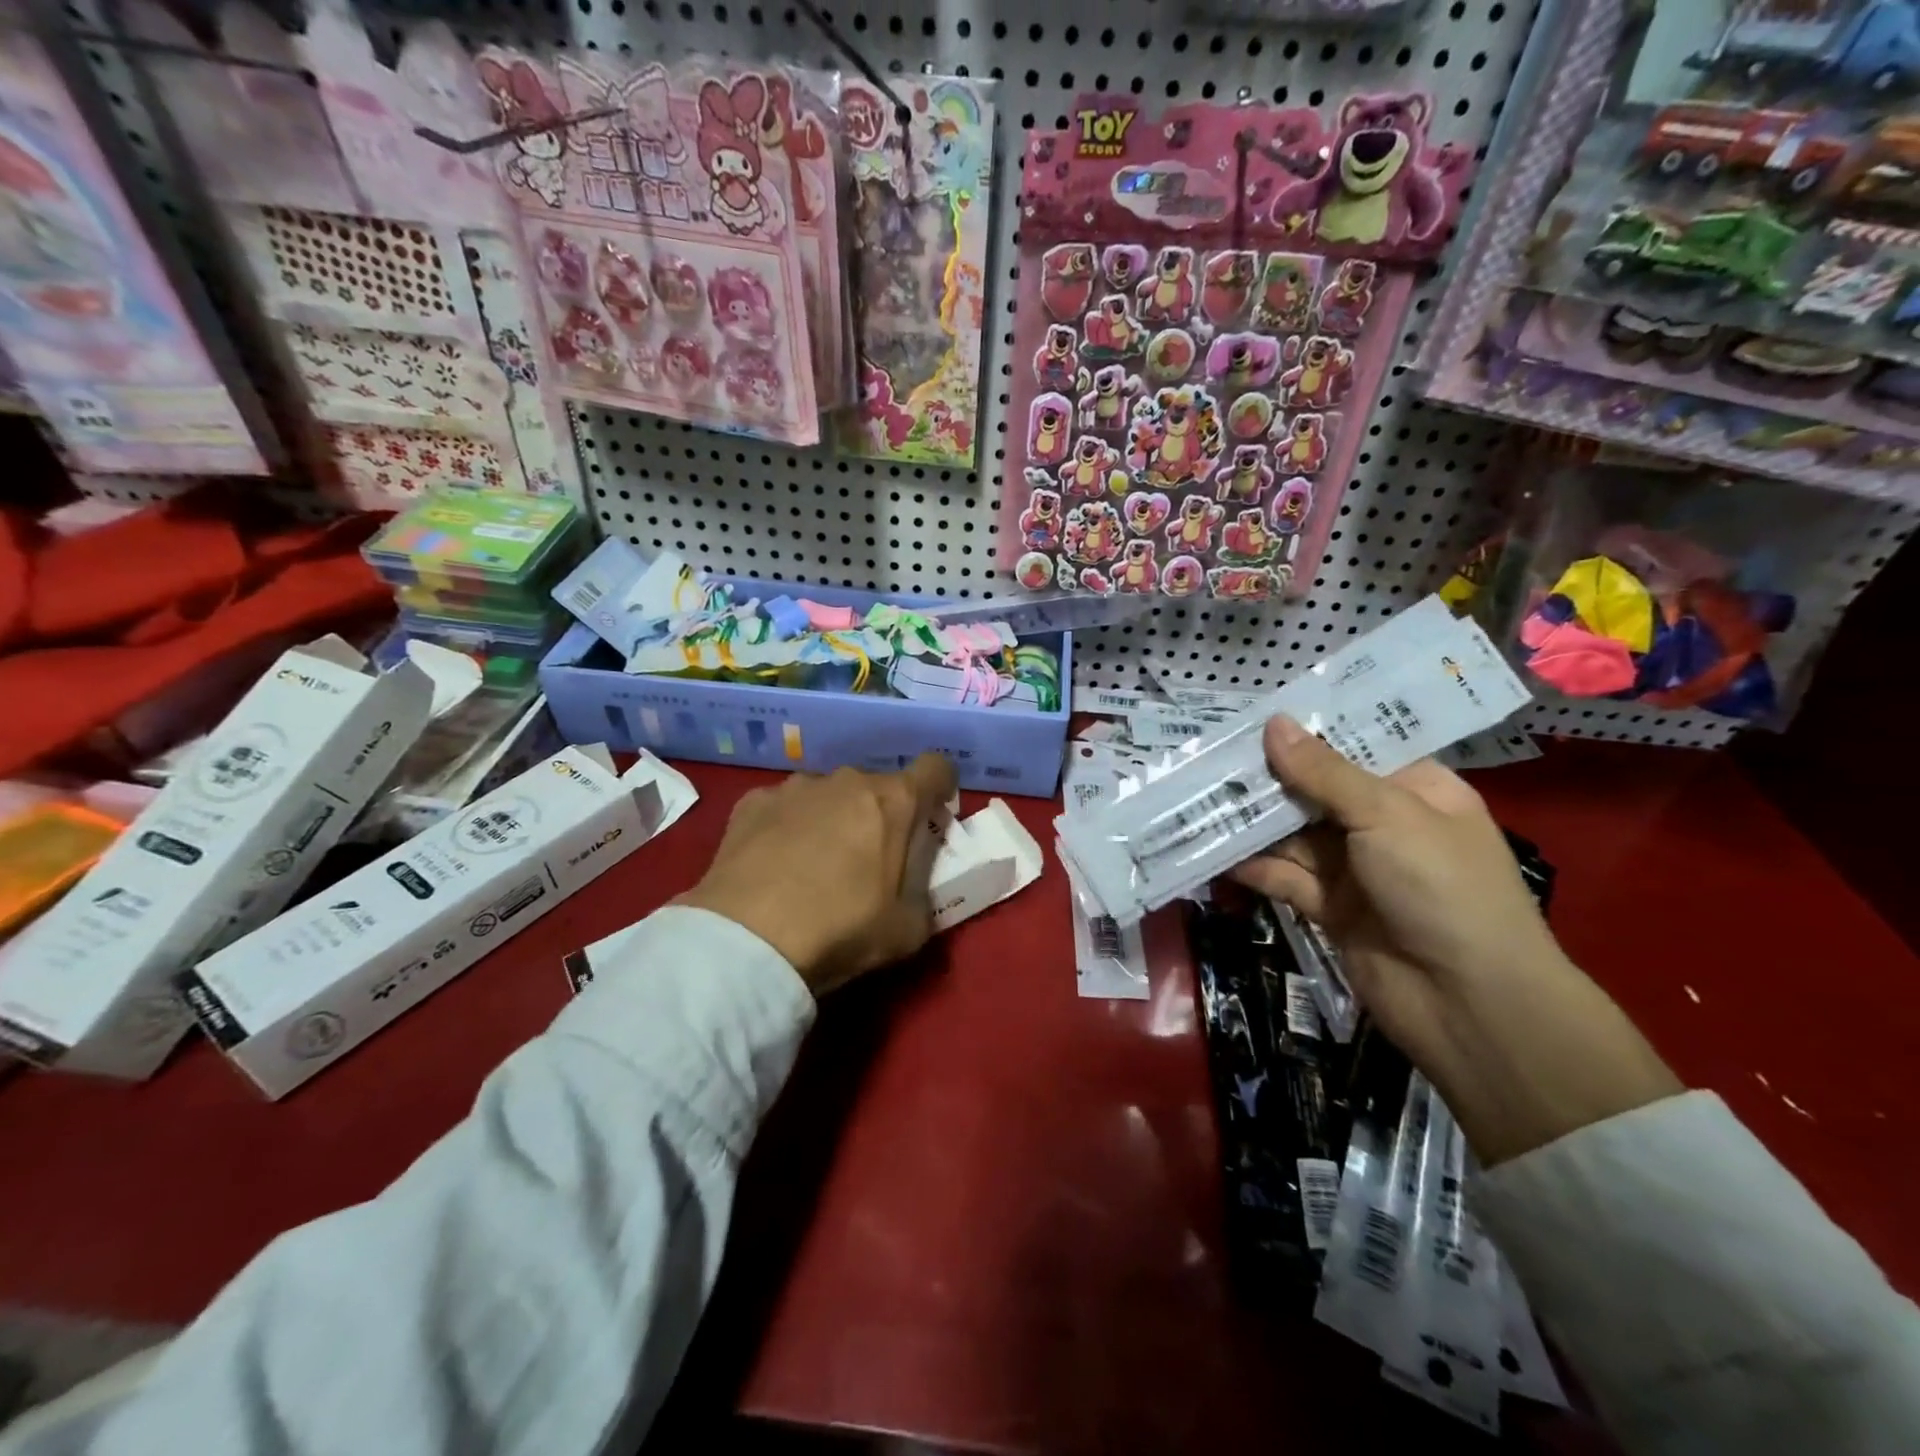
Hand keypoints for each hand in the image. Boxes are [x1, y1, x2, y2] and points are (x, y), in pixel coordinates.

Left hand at [677, 755, 957, 995]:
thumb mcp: (909, 930)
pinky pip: (784, 807)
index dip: (941, 790)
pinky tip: (774, 864)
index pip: (936, 768)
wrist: (747, 939)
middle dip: (882, 815)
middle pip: (879, 786)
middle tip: (871, 859)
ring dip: (833, 818)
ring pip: (829, 794)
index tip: (934, 818)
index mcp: (894, 801)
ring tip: (814, 863)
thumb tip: (916, 887)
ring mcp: (796, 787)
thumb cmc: (841, 929)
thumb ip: (924, 896)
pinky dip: (787, 826)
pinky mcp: (752, 802)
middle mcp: (847, 780)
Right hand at [1230, 718, 1680, 1165]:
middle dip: (1267, 777)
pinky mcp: (1329, 908)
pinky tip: (1213, 850)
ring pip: (1292, 834)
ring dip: (1251, 821)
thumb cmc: (1443, 888)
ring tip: (1197, 796)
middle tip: (1207, 753)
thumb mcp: (1386, 815)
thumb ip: (1323, 772)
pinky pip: (1284, 877)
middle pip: (1314, 791)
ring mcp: (1356, 869)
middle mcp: (1384, 825)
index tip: (1251, 711)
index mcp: (1416, 791)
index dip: (1306, 732)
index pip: (1354, 748)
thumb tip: (1274, 722)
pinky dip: (1252, 866)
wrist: (1470, 1005)